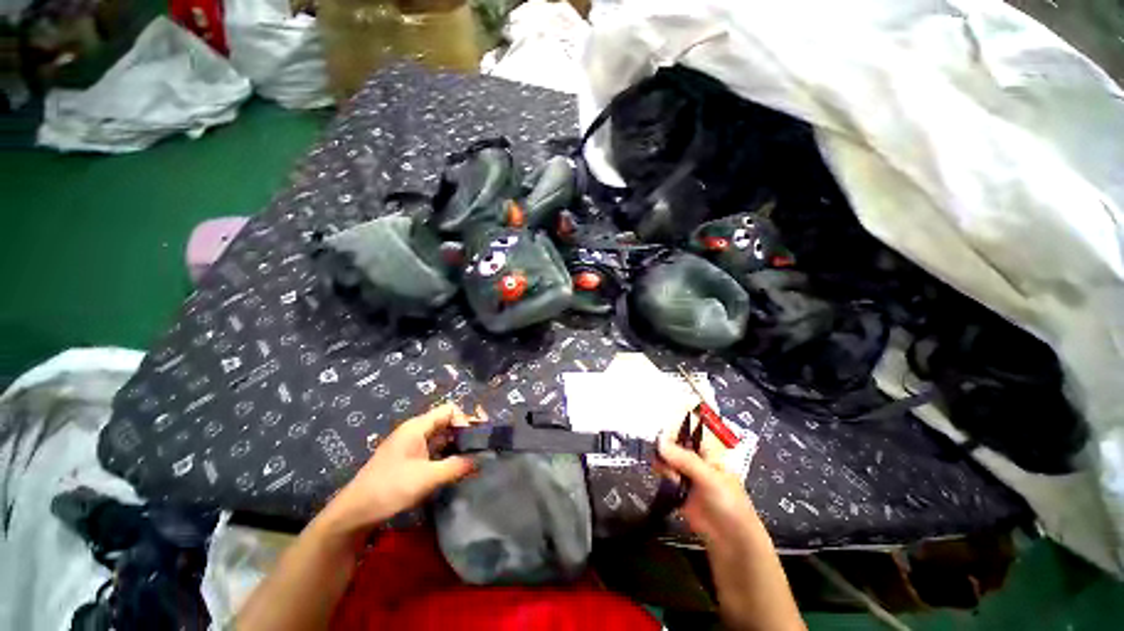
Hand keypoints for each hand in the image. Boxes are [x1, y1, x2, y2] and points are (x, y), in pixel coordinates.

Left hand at [317, 403, 481, 536]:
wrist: (354, 513)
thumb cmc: (389, 488)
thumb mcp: (427, 478)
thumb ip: (456, 466)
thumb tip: (480, 460)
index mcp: (417, 427)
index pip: (449, 410)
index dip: (466, 419)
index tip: (479, 436)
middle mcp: (415, 431)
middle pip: (446, 422)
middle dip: (465, 432)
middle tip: (482, 446)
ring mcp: (411, 446)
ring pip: (441, 438)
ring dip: (457, 445)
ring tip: (475, 457)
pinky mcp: (409, 460)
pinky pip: (434, 451)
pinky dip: (447, 455)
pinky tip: (457, 467)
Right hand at [654, 434, 761, 546]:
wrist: (732, 542)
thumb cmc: (729, 503)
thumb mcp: (710, 478)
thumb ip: (684, 459)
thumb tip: (659, 442)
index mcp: (709, 450)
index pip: (689, 429)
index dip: (675, 426)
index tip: (661, 429)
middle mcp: (696, 458)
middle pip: (676, 442)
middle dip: (665, 443)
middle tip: (658, 449)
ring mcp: (687, 473)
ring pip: (668, 457)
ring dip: (662, 458)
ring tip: (662, 466)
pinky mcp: (678, 488)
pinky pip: (665, 473)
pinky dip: (661, 471)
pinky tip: (660, 474)